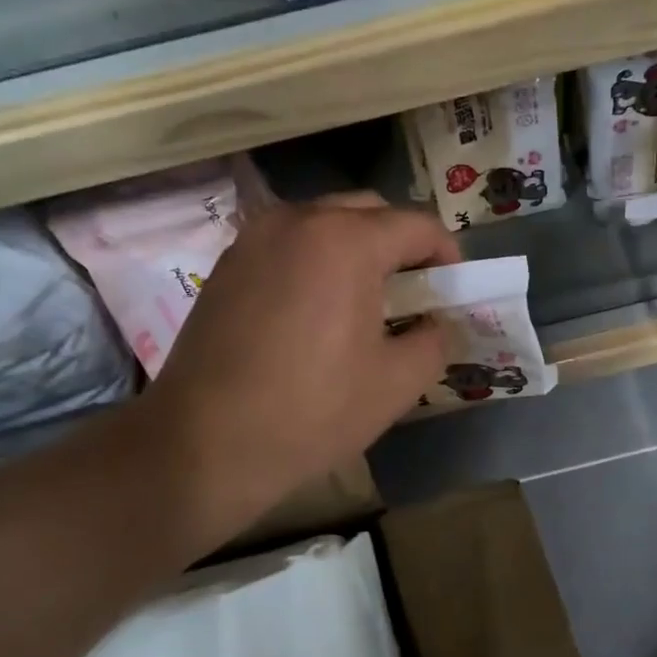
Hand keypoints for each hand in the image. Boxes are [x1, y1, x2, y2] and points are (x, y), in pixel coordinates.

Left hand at [143, 192, 459, 541]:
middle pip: (369, 211)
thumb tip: (438, 325)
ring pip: (323, 222)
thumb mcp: (396, 383)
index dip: (447, 254)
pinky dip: (315, 259)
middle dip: (401, 243)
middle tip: (414, 292)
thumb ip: (435, 341)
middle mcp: (297, 220)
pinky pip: (287, 243)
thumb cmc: (311, 412)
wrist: (203, 444)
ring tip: (365, 299)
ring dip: (356, 247)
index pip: (417, 225)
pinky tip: (316, 308)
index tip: (453, 289)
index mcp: (346, 240)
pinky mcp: (227, 264)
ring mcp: (254, 238)